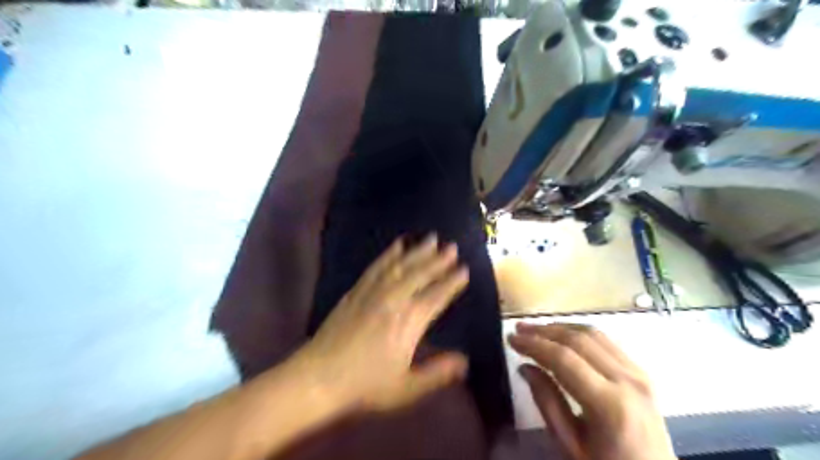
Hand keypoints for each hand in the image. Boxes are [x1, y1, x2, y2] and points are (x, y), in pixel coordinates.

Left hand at [295, 236, 469, 410]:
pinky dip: (389, 254)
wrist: (319, 377)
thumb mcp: (406, 388)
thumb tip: (465, 362)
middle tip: (452, 246)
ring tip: (431, 238)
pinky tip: (397, 245)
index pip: (437, 295)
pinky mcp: (356, 290)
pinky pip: (377, 266)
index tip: (464, 269)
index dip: (452, 282)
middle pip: (420, 274)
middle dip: (439, 260)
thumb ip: (437, 373)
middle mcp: (394, 299)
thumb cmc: (366, 385)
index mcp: (409, 321)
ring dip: (417, 251)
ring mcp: (373, 291)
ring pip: (400, 265)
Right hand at [511, 323, 675, 459]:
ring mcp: (639, 374)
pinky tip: (563, 335)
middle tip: (518, 329)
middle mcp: (628, 381)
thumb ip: (547, 402)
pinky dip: (579, 333)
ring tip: (535, 329)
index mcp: (610, 405)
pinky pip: (607, 342)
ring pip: (593, 334)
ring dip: (560, 328)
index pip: (564, 359)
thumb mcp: (571, 445)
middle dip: (544, 331)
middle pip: (579, 341)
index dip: (534, 344)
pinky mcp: (642, 372)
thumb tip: (524, 367)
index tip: (511, 339)